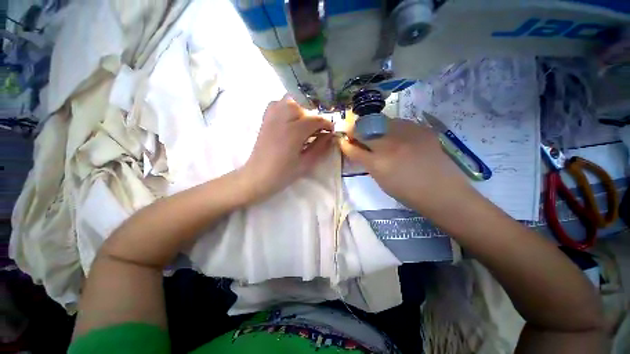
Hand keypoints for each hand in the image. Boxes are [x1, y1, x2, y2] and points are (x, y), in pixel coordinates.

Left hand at [240, 95, 333, 203]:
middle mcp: (282, 118)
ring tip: (304, 124)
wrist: (258, 176)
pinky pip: (277, 104)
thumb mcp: (306, 163)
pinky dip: (286, 107)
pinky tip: (289, 119)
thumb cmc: (283, 173)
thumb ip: (320, 147)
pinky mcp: (265, 119)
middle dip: (313, 117)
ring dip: (300, 110)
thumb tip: (330, 136)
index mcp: (294, 131)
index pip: (315, 120)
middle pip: (303, 106)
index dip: (326, 124)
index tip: (331, 131)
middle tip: (316, 130)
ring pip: (289, 101)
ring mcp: (271, 117)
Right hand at [339, 119, 471, 212]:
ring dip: (373, 126)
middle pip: (363, 129)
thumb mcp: (380, 180)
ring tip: (375, 133)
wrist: (441, 191)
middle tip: (354, 132)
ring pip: (380, 121)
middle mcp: (388, 145)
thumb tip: (360, 150)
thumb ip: (368, 163)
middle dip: (354, 130)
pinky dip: (392, 127)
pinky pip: (399, 122)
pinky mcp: (420, 129)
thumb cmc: (407, 193)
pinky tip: (396, 135)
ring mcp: (405, 134)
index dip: (345, 143)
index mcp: (376, 163)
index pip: (353, 148)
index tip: (342, 140)